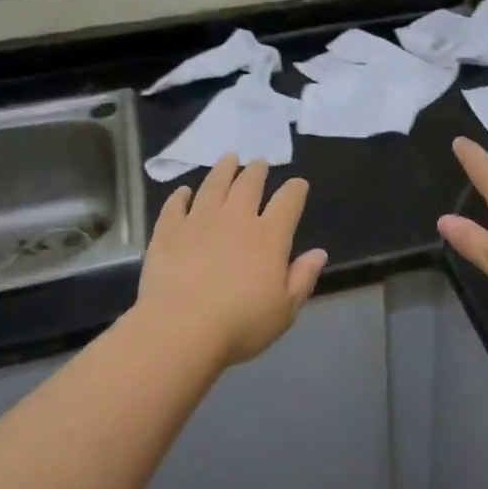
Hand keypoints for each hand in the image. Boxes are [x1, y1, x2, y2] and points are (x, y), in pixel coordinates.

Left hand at [135, 156, 328, 368]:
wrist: (180, 329)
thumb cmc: (240, 324)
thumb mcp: (285, 310)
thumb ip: (303, 278)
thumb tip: (319, 253)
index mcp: (269, 236)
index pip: (288, 201)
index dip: (295, 189)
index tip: (298, 184)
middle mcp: (236, 218)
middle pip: (249, 184)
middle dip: (257, 170)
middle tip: (259, 162)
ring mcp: (199, 220)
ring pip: (214, 184)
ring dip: (224, 169)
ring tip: (229, 159)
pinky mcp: (168, 231)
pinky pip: (175, 205)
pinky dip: (181, 195)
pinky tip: (184, 192)